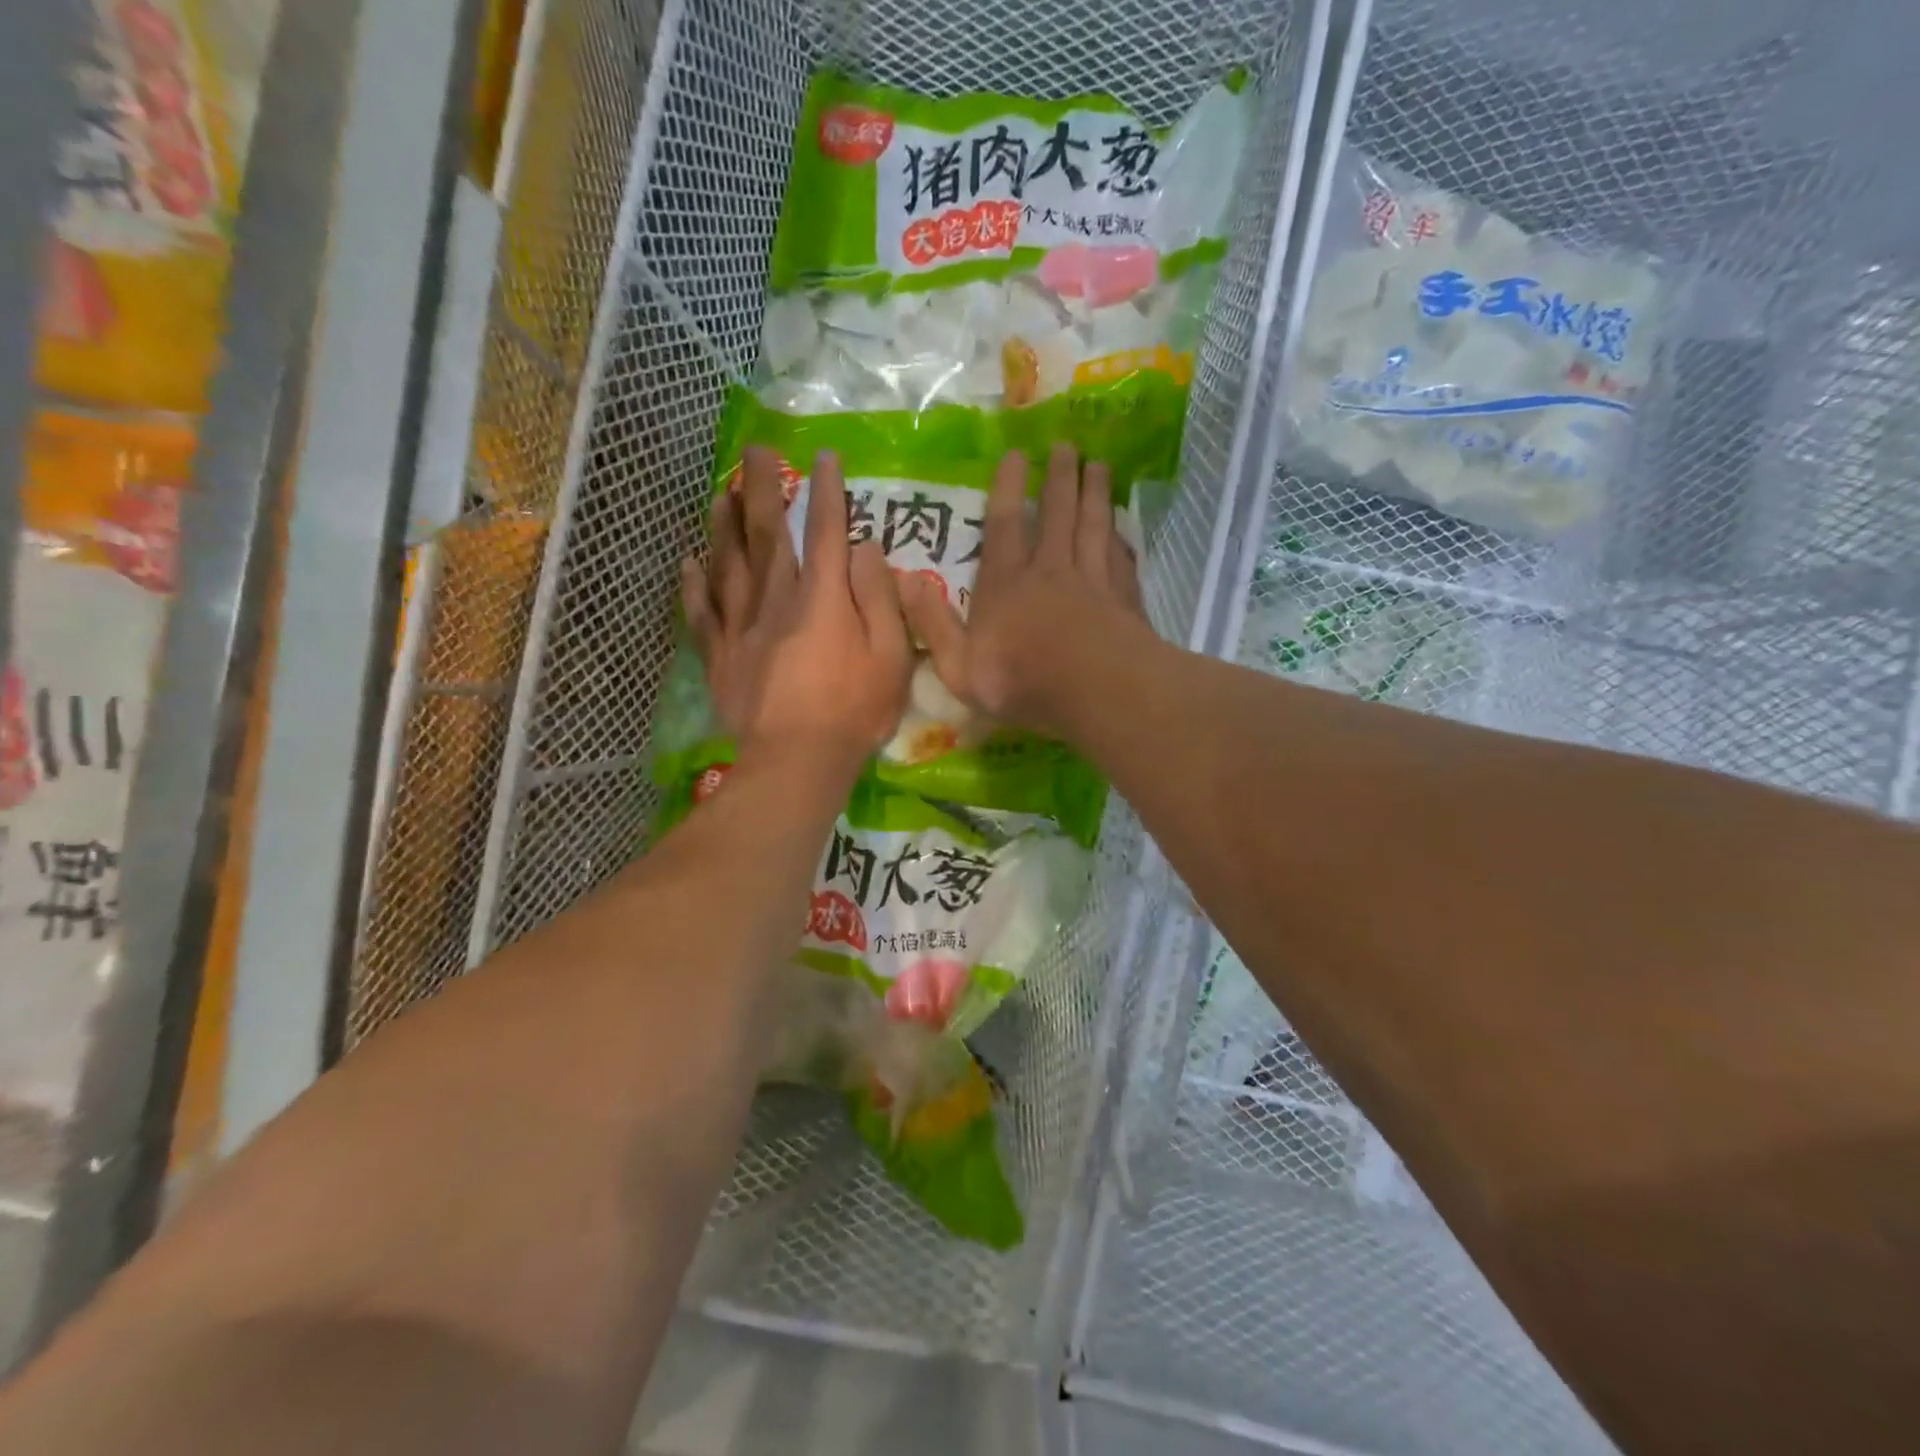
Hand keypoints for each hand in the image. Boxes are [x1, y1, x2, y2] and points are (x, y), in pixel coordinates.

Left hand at [681, 447, 910, 777]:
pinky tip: (689, 561)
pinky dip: (694, 584)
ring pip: (729, 565)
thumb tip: (865, 548)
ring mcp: (742, 628)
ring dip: (724, 525)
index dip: (826, 493)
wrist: (798, 762)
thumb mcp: (892, 656)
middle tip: (756, 451)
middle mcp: (777, 600)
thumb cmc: (856, 711)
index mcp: (823, 599)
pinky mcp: (720, 658)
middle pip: (768, 536)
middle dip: (764, 489)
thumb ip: (881, 598)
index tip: (824, 458)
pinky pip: (701, 613)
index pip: (826, 533)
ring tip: (720, 492)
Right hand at [901, 443, 1147, 739]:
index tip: (1017, 455)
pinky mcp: (1124, 599)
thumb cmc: (1022, 681)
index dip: (1007, 488)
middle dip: (1059, 478)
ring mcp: (1092, 581)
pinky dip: (1121, 537)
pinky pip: (1121, 557)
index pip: (1004, 526)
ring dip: (1095, 494)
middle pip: (1056, 514)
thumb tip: (904, 581)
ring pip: (1093, 526)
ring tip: (1099, 466)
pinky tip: (1123, 527)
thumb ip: (933, 623)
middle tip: (1067, 446)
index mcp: (1006, 585)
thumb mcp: (959, 665)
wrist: (1097, 692)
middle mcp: (1050, 571)